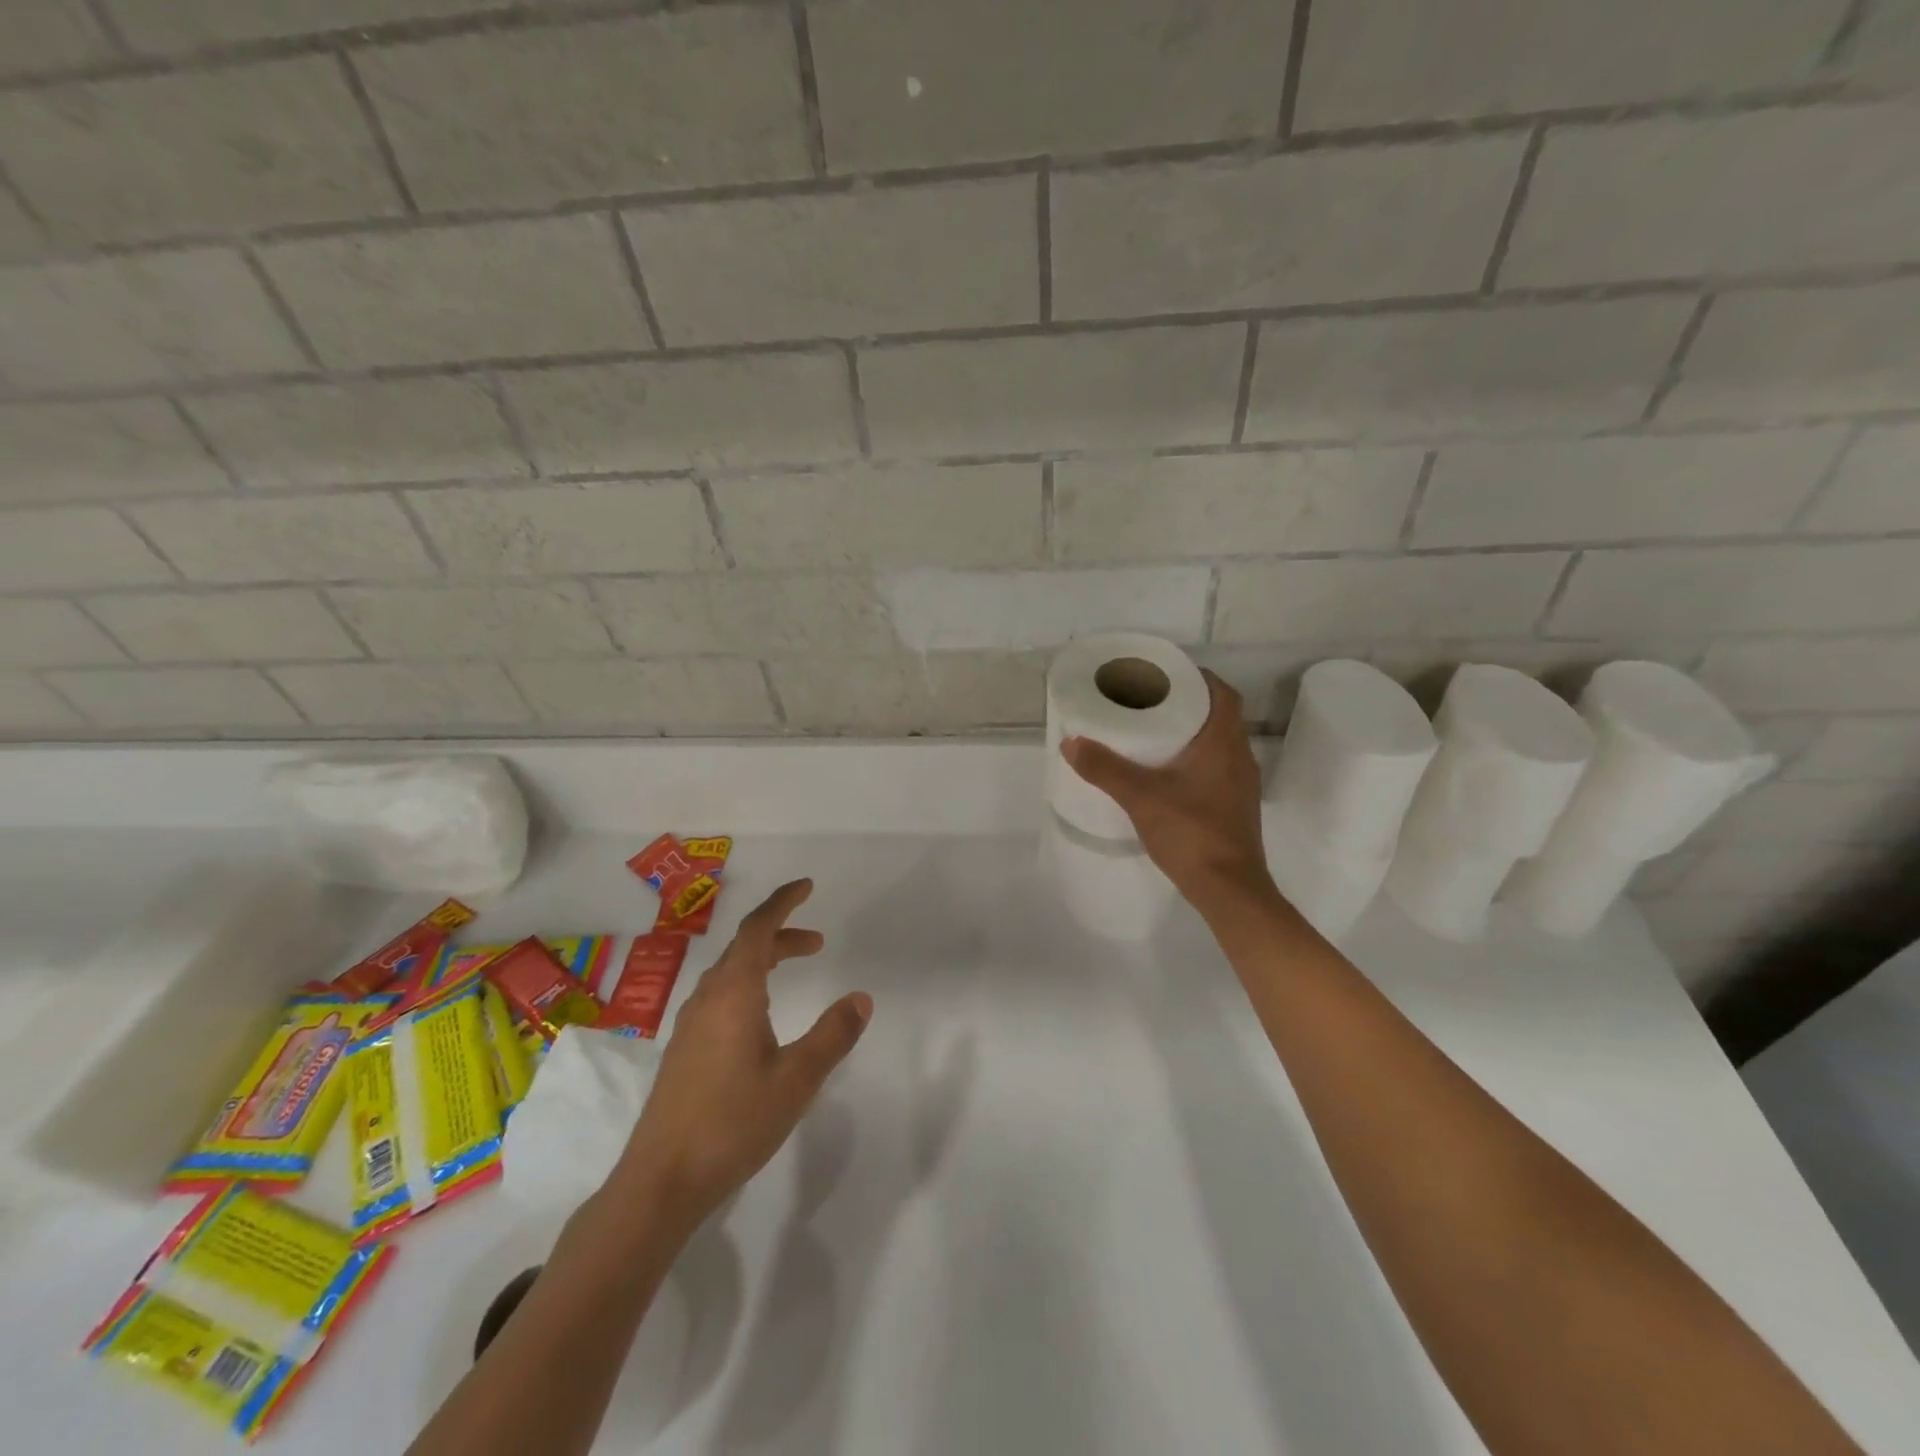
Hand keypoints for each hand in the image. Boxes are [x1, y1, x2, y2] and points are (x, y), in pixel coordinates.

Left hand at [616, 880, 870, 1228]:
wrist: (661, 1181)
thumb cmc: (733, 1122)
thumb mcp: (797, 1079)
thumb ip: (832, 1035)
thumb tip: (862, 998)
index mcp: (734, 993)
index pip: (757, 929)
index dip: (782, 902)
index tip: (807, 886)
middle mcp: (708, 998)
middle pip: (744, 947)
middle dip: (781, 934)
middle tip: (818, 943)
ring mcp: (692, 1024)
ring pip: (731, 972)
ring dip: (765, 960)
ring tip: (795, 970)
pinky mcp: (685, 1049)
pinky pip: (721, 995)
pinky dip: (749, 984)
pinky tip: (761, 1017)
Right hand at [1061, 671, 1273, 909]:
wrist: (1230, 890)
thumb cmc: (1191, 833)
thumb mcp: (1141, 798)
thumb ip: (1105, 769)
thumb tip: (1070, 742)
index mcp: (1224, 744)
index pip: (1222, 693)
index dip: (1198, 678)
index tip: (1166, 675)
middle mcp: (1240, 758)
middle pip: (1220, 716)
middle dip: (1188, 704)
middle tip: (1150, 701)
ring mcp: (1241, 785)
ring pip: (1219, 744)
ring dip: (1192, 734)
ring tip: (1154, 733)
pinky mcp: (1235, 807)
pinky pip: (1217, 768)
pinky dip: (1195, 760)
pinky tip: (1168, 774)